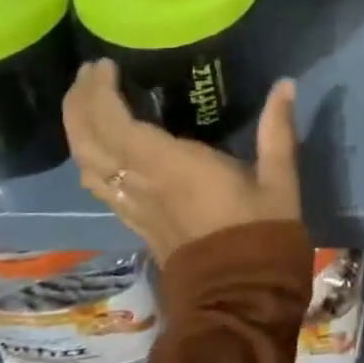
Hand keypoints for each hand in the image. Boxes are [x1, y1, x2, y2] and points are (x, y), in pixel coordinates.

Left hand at [61, 59, 301, 261]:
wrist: (239, 298)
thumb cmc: (260, 233)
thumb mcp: (279, 178)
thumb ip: (277, 128)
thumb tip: (285, 84)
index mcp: (171, 166)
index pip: (115, 124)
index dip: (100, 92)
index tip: (104, 64)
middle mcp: (141, 184)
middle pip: (87, 141)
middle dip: (79, 104)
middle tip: (89, 74)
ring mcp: (133, 206)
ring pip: (86, 164)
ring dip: (78, 129)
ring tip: (89, 102)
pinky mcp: (135, 222)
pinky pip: (98, 184)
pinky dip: (89, 157)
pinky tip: (101, 147)